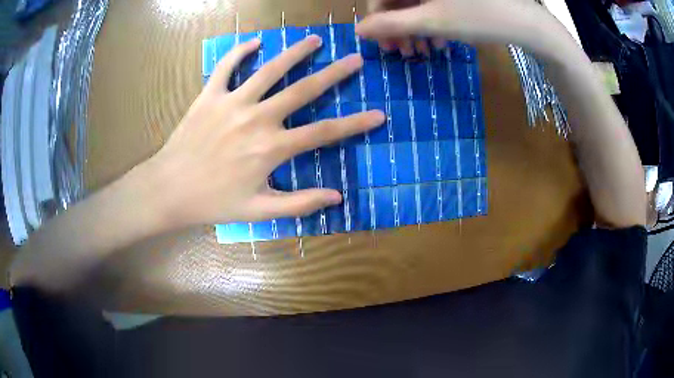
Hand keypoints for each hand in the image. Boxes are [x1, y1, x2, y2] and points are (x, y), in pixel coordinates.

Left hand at [144, 35, 384, 228]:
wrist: (169, 190)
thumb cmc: (213, 202)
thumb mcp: (259, 211)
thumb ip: (299, 203)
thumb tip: (336, 197)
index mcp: (271, 148)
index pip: (324, 133)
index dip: (355, 124)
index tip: (379, 115)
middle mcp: (256, 119)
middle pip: (303, 90)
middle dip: (334, 73)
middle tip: (355, 59)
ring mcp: (232, 103)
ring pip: (269, 70)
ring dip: (294, 53)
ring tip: (315, 40)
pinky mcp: (209, 96)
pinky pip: (226, 67)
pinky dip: (239, 52)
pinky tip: (254, 42)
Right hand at [359, 0, 568, 61]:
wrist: (526, 23)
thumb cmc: (480, 18)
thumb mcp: (432, 22)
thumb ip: (391, 25)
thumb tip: (358, 30)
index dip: (377, 18)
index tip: (382, 43)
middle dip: (398, 27)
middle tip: (403, 52)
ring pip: (416, 3)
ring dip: (415, 29)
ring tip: (424, 52)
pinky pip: (433, 4)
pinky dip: (432, 23)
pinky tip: (440, 41)